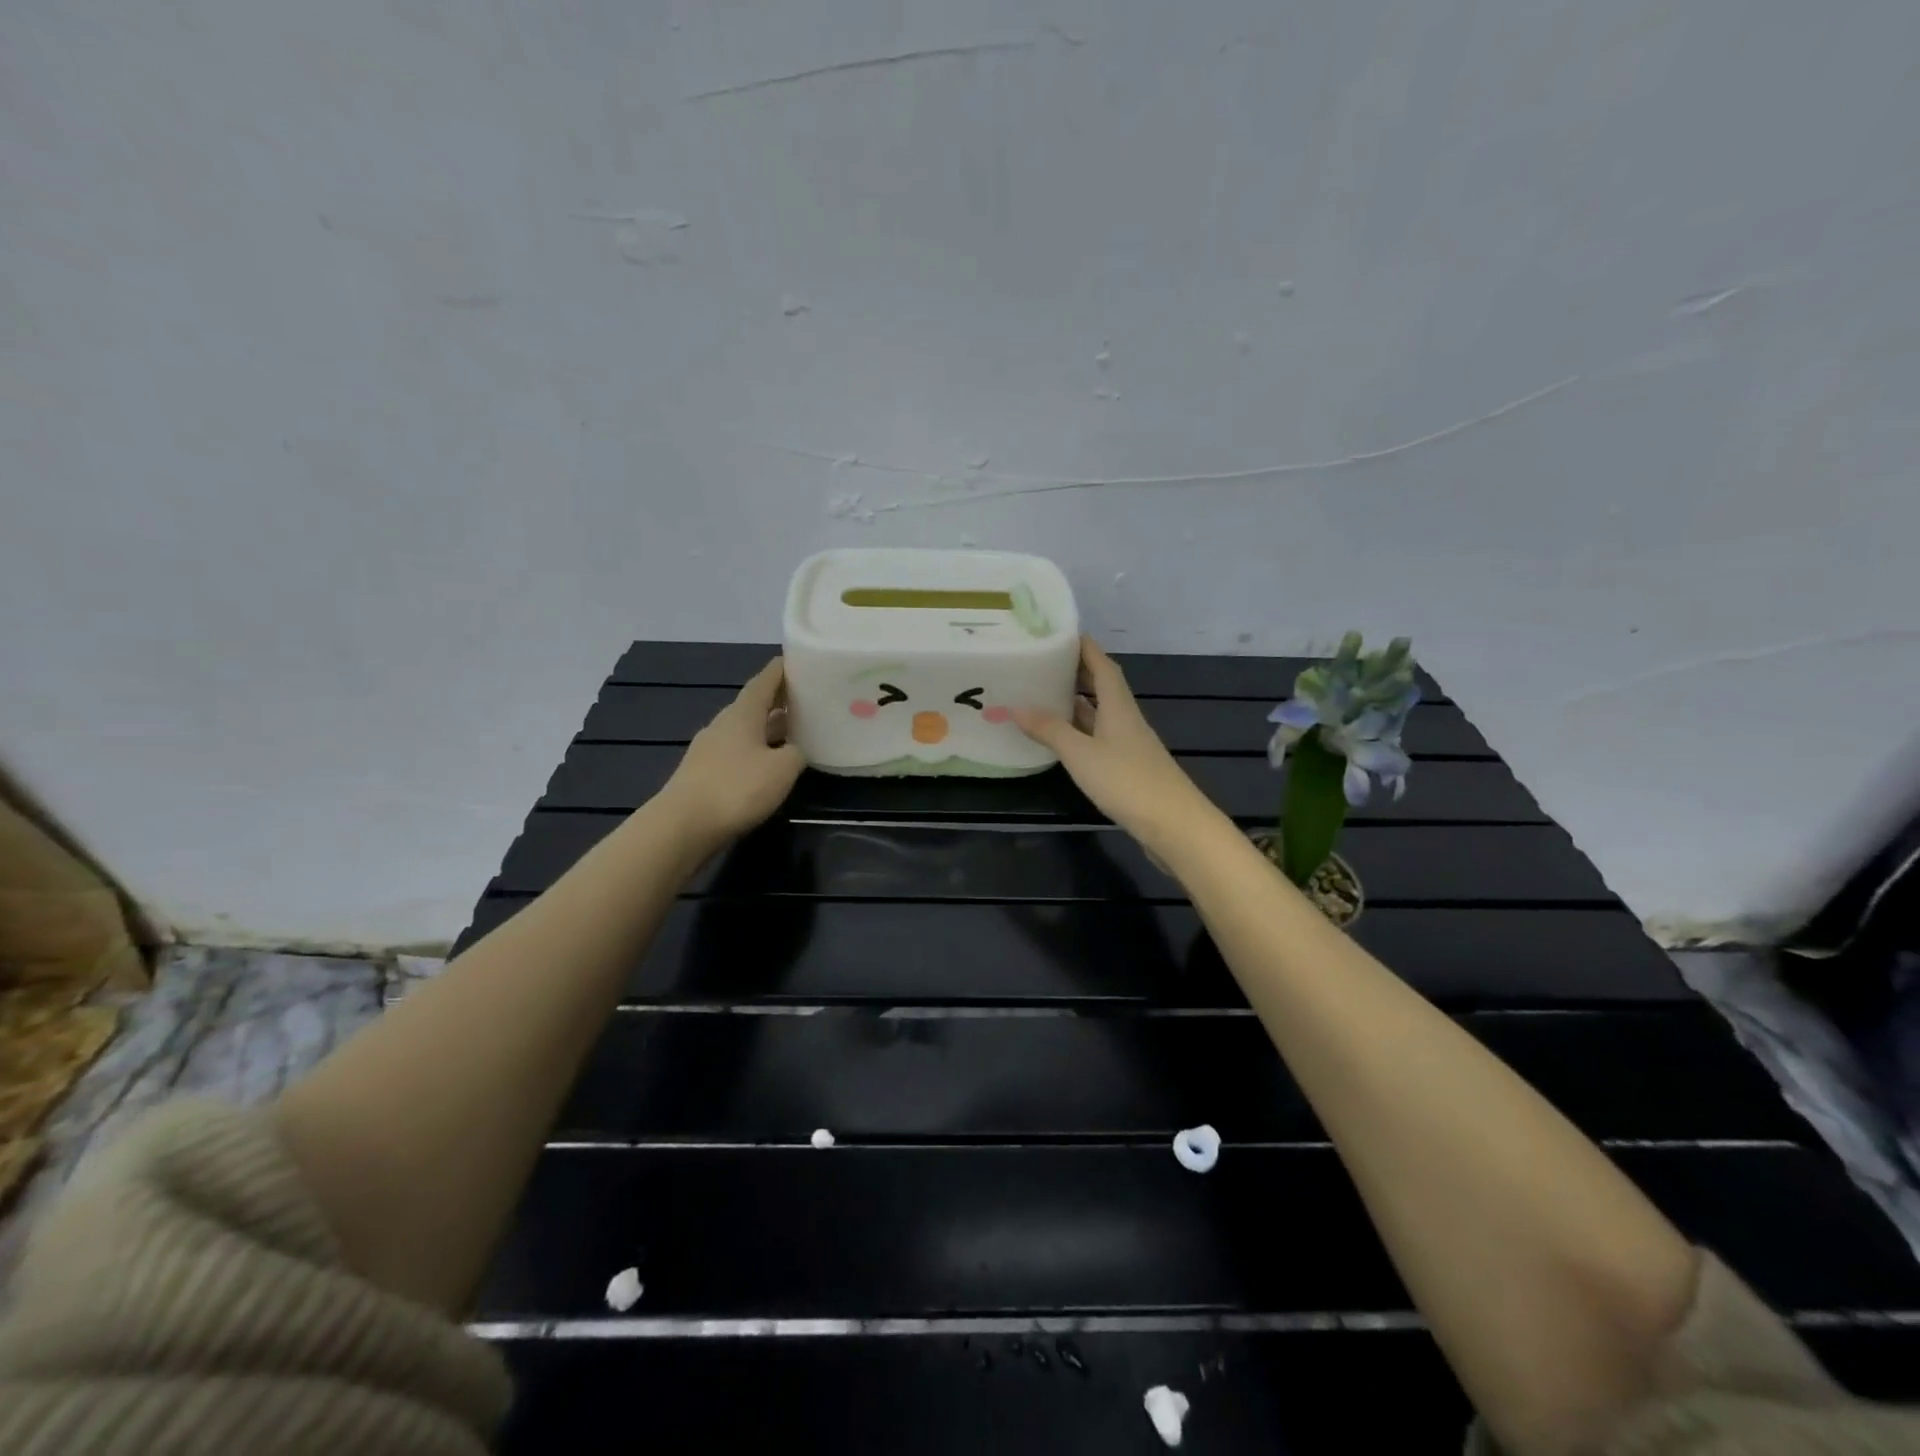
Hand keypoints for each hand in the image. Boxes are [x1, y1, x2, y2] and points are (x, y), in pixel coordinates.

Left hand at [658, 658, 804, 848]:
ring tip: (796, 732)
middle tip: (808, 699)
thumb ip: (796, 753)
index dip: (783, 670)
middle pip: (756, 705)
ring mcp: (710, 749)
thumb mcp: (782, 769)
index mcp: (743, 713)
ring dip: (770, 728)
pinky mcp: (704, 773)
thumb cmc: (736, 788)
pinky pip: (738, 752)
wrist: (682, 826)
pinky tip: (770, 764)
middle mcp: (724, 724)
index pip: (765, 680)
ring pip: (747, 730)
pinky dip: (757, 751)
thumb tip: (795, 749)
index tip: (801, 661)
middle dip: (781, 701)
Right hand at [1012, 637, 1221, 859]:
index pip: (1103, 666)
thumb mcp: (1081, 754)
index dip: (1085, 648)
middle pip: (1102, 688)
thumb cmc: (1127, 781)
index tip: (1062, 634)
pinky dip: (1079, 732)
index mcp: (1118, 707)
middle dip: (1077, 673)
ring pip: (1099, 715)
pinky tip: (1062, 738)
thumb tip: (1015, 707)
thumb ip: (1050, 730)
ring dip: (1076, 703)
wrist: (1174, 825)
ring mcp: (1128, 745)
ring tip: (1044, 696)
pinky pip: (1099, 739)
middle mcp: (1125, 720)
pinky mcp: (1127, 769)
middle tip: (1044, 664)